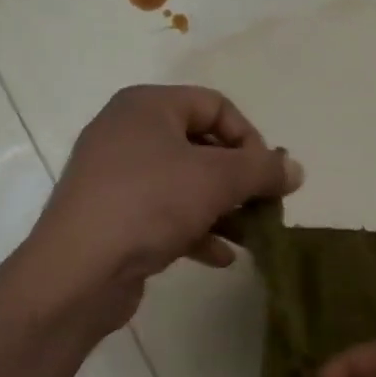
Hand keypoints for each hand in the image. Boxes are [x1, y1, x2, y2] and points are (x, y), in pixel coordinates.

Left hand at [23, 85, 301, 330]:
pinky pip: (165, 214)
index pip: (216, 106)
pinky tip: (221, 257)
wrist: (79, 271)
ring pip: (186, 184)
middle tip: (263, 207)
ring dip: (223, 210)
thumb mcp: (217, 180)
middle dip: (239, 180)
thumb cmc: (150, 205)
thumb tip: (296, 169)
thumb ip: (263, 170)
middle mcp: (128, 133)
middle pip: (202, 146)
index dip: (250, 139)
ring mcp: (117, 177)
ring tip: (250, 236)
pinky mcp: (114, 216)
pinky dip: (196, 231)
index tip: (267, 177)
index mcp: (147, 107)